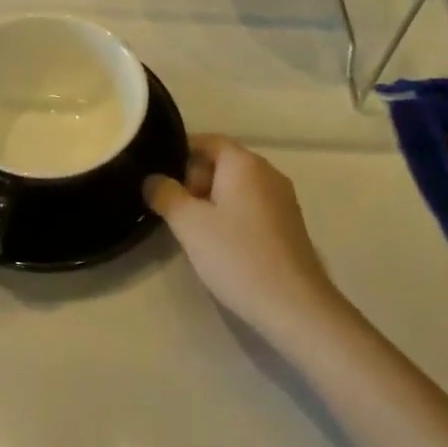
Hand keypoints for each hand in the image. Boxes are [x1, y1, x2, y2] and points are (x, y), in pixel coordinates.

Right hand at [144, 135, 344, 346]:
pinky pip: (251, 205)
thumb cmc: (237, 256)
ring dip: (211, 201)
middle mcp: (267, 172)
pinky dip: (231, 215)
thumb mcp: (189, 224)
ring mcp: (282, 198)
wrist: (294, 306)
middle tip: (175, 210)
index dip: (179, 153)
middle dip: (194, 180)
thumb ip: (165, 195)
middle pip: (222, 162)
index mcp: (244, 163)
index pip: (207, 140)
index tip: (158, 176)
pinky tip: (221, 245)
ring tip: (193, 230)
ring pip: (236, 186)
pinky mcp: (288, 223)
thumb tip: (153, 179)